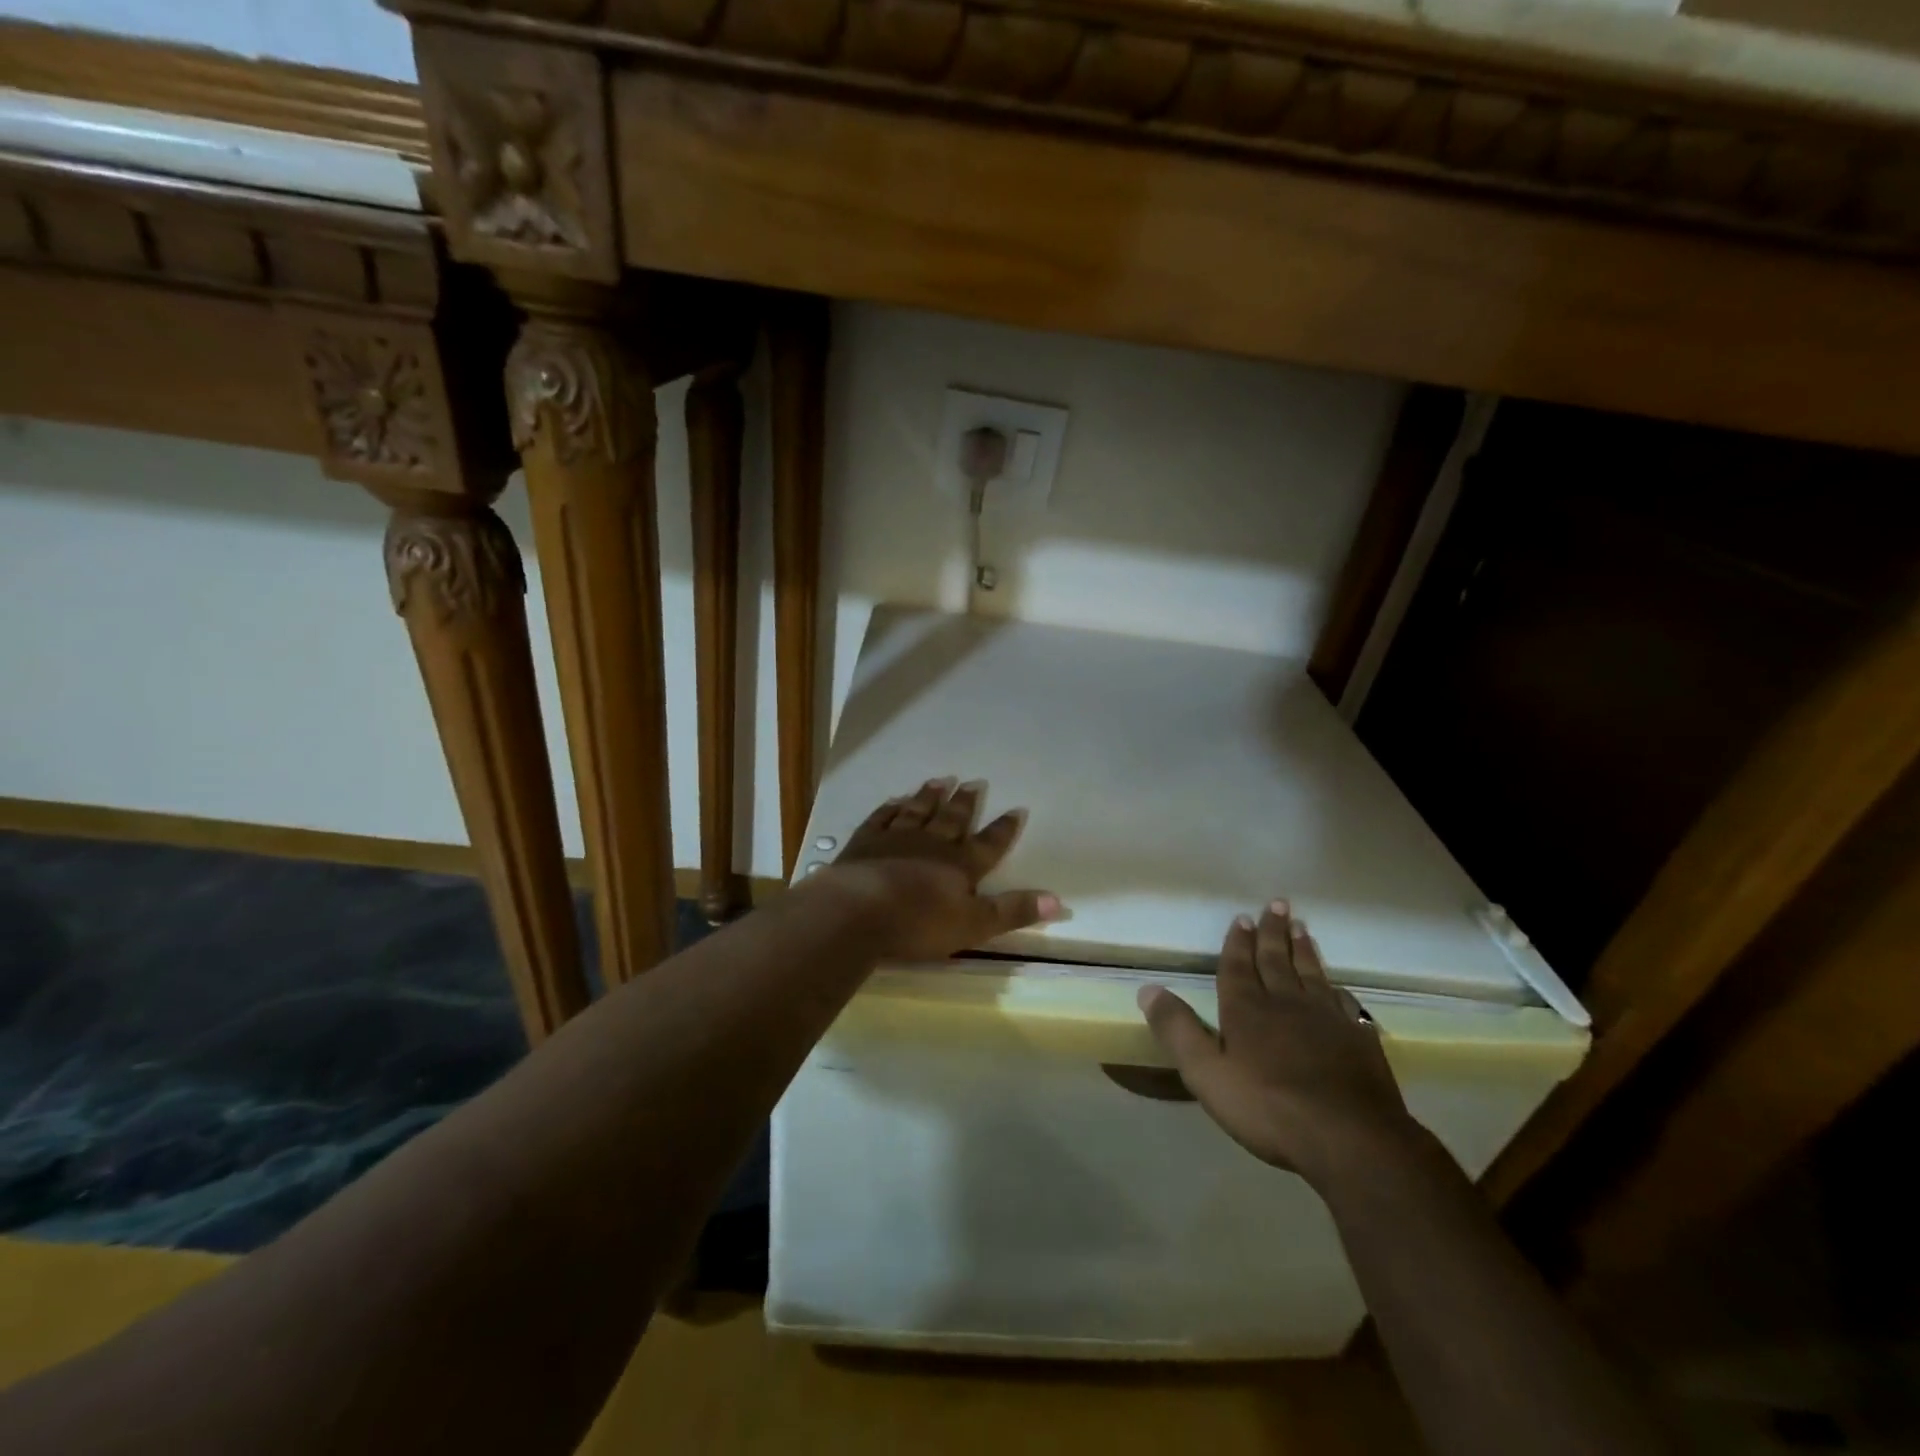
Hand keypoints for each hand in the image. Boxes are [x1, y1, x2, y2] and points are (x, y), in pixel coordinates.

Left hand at [816, 777, 1063, 960]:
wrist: (857, 911)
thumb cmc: (918, 923)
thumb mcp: (974, 925)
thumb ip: (1012, 912)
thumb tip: (1059, 901)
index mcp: (959, 865)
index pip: (989, 844)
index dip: (1004, 829)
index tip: (1016, 809)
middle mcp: (931, 844)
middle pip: (952, 819)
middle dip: (965, 803)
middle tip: (973, 782)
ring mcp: (895, 839)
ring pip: (917, 811)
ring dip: (930, 796)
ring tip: (940, 780)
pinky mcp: (864, 842)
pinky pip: (881, 818)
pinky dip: (890, 808)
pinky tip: (894, 800)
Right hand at [1138, 901, 1421, 1186]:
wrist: (1351, 1139)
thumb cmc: (1269, 1108)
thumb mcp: (1207, 1074)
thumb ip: (1177, 1030)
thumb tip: (1147, 989)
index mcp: (1247, 1009)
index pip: (1239, 966)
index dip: (1238, 942)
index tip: (1242, 917)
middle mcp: (1286, 1002)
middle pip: (1277, 959)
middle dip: (1273, 932)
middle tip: (1277, 904)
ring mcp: (1327, 1018)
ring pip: (1311, 973)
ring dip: (1303, 949)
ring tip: (1301, 928)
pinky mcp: (1358, 1039)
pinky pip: (1343, 1001)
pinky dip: (1335, 986)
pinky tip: (1335, 984)